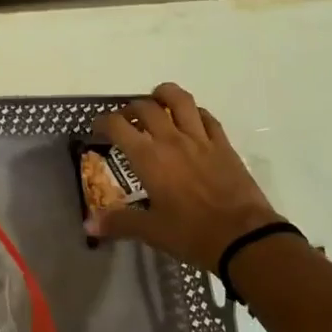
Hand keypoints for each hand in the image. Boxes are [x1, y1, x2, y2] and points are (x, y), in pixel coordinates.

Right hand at [85, 83, 285, 273]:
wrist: (243, 237)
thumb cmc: (192, 234)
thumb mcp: (151, 231)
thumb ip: (118, 223)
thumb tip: (88, 225)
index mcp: (148, 158)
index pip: (118, 126)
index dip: (103, 122)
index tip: (98, 129)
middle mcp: (171, 140)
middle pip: (146, 107)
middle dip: (131, 108)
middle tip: (127, 121)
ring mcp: (200, 139)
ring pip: (180, 100)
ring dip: (164, 95)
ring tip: (157, 102)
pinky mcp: (223, 145)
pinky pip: (207, 117)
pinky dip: (194, 113)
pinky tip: (191, 121)